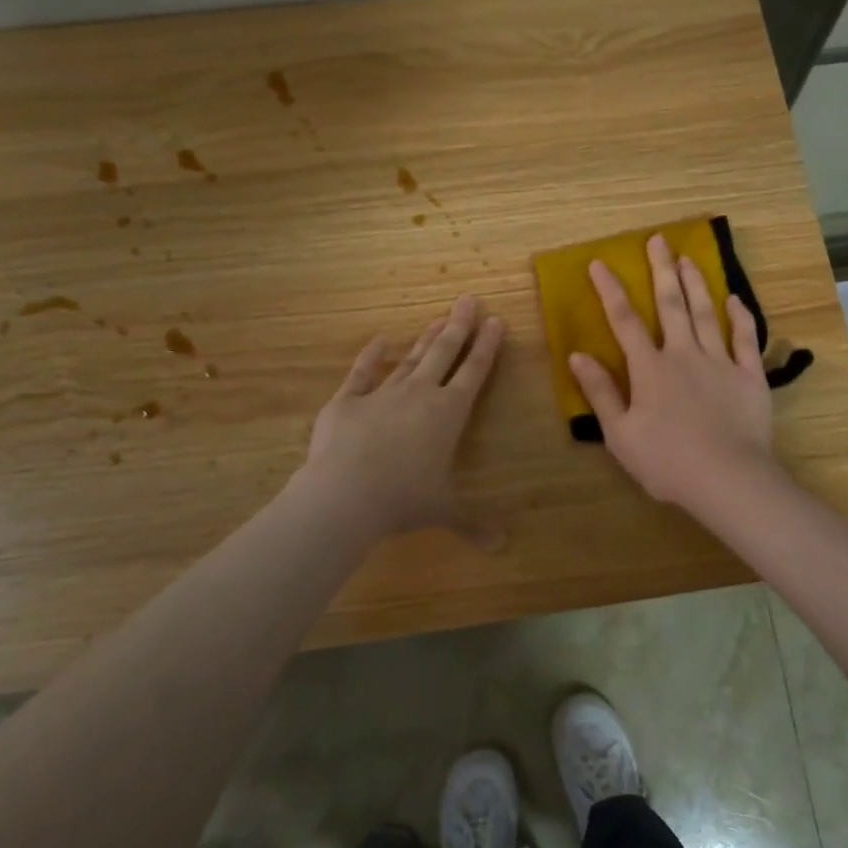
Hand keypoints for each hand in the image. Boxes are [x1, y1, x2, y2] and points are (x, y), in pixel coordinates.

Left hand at [300, 295, 505, 542]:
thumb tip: (501, 548)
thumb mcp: (443, 511)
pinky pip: (362, 372)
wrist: (346, 494)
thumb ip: (472, 524)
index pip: (474, 372)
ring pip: (410, 358)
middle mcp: (420, 394)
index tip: (496, 322)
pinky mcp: (348, 400)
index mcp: (448, 414)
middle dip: (459, 326)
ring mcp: (382, 393)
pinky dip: (371, 355)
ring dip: (426, 338)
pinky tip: (379, 339)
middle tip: (468, 299)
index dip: (487, 347)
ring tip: (439, 317)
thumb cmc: (404, 500)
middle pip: (444, 352)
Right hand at [569, 234, 777, 514]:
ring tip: (689, 258)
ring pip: (706, 313)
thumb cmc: (666, 461)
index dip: (611, 290)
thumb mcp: (620, 434)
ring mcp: (720, 362)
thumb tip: (577, 356)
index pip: (625, 320)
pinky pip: (745, 338)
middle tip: (658, 240)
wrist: (727, 478)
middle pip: (671, 304)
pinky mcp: (749, 376)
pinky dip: (740, 316)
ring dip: (696, 283)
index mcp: (649, 368)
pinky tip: (735, 299)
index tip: (600, 263)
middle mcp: (684, 354)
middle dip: (661, 270)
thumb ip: (601, 392)